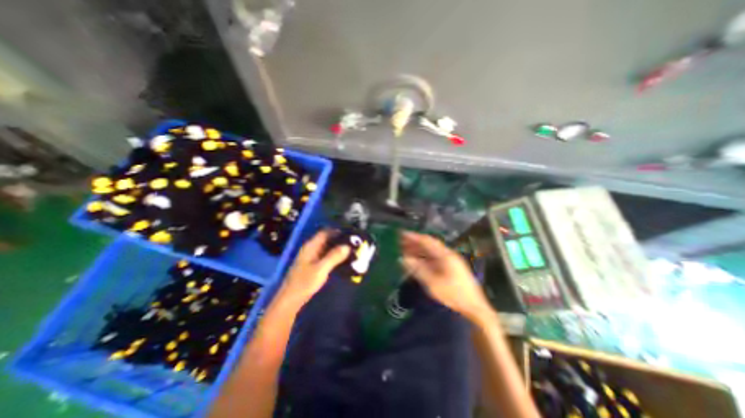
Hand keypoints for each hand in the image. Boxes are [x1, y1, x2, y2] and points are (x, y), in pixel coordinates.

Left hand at [276, 230, 352, 308]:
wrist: (290, 300)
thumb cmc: (305, 283)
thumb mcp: (321, 269)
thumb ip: (334, 256)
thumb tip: (347, 246)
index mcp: (311, 246)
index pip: (325, 232)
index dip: (337, 231)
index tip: (350, 233)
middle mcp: (311, 249)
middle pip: (326, 239)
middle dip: (339, 240)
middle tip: (354, 243)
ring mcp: (311, 257)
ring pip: (327, 248)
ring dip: (337, 248)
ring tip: (351, 250)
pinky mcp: (313, 265)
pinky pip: (325, 256)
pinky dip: (334, 256)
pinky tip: (342, 260)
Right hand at [399, 232, 492, 319]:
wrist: (474, 309)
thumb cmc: (454, 295)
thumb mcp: (433, 283)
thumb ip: (418, 269)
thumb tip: (404, 259)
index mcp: (445, 256)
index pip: (427, 241)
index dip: (414, 237)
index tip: (402, 234)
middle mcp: (448, 255)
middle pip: (429, 245)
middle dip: (415, 243)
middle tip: (402, 242)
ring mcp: (450, 262)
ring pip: (432, 252)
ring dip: (419, 250)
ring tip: (406, 250)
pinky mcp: (451, 269)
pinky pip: (435, 259)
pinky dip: (425, 258)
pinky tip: (417, 261)